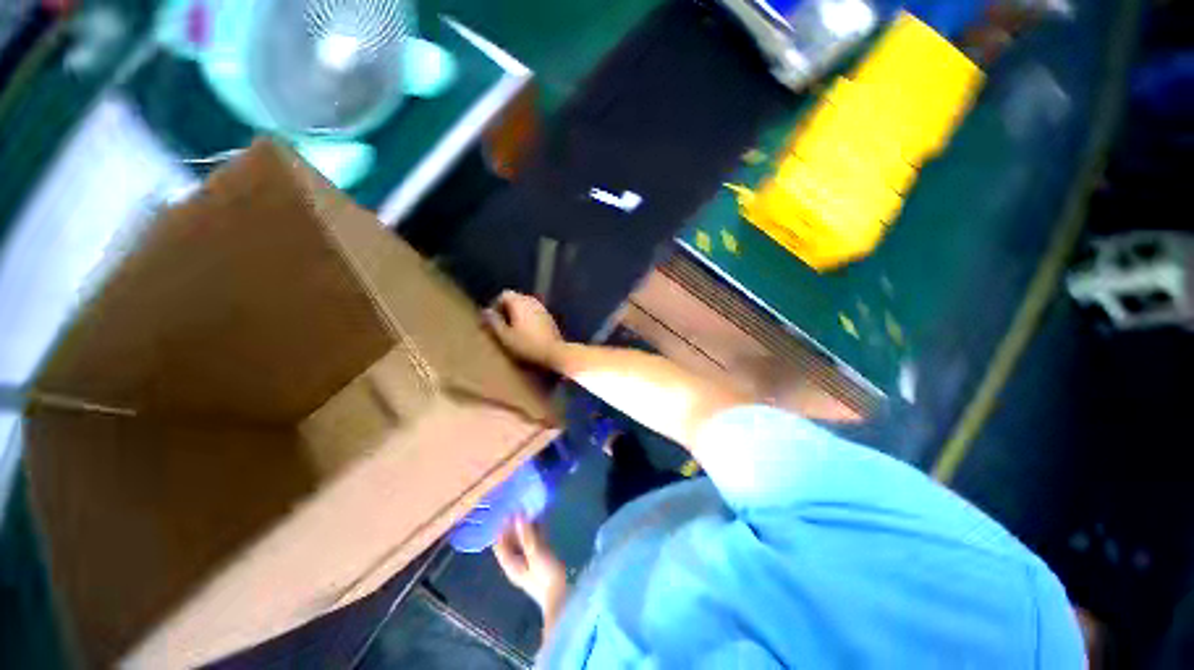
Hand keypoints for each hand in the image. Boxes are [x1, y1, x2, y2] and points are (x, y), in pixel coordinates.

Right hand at [484, 291, 565, 367]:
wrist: (555, 352)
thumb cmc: (528, 345)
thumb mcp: (505, 336)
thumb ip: (494, 322)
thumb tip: (485, 312)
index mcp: (520, 302)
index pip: (504, 295)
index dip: (495, 305)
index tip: (492, 320)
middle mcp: (532, 301)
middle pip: (515, 299)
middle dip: (505, 309)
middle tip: (500, 325)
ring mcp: (543, 308)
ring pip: (525, 306)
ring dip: (516, 314)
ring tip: (511, 330)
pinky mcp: (549, 317)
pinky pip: (533, 312)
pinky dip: (526, 318)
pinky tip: (525, 333)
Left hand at [493, 516, 567, 629]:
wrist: (561, 595)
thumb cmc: (545, 575)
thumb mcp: (535, 553)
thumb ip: (526, 534)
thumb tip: (518, 515)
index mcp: (510, 562)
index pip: (499, 542)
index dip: (502, 526)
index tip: (508, 509)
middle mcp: (516, 560)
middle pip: (510, 539)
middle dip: (514, 523)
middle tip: (520, 505)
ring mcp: (528, 558)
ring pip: (522, 538)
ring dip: (525, 525)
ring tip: (530, 507)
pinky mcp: (540, 556)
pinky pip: (534, 539)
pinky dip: (535, 529)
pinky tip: (541, 517)